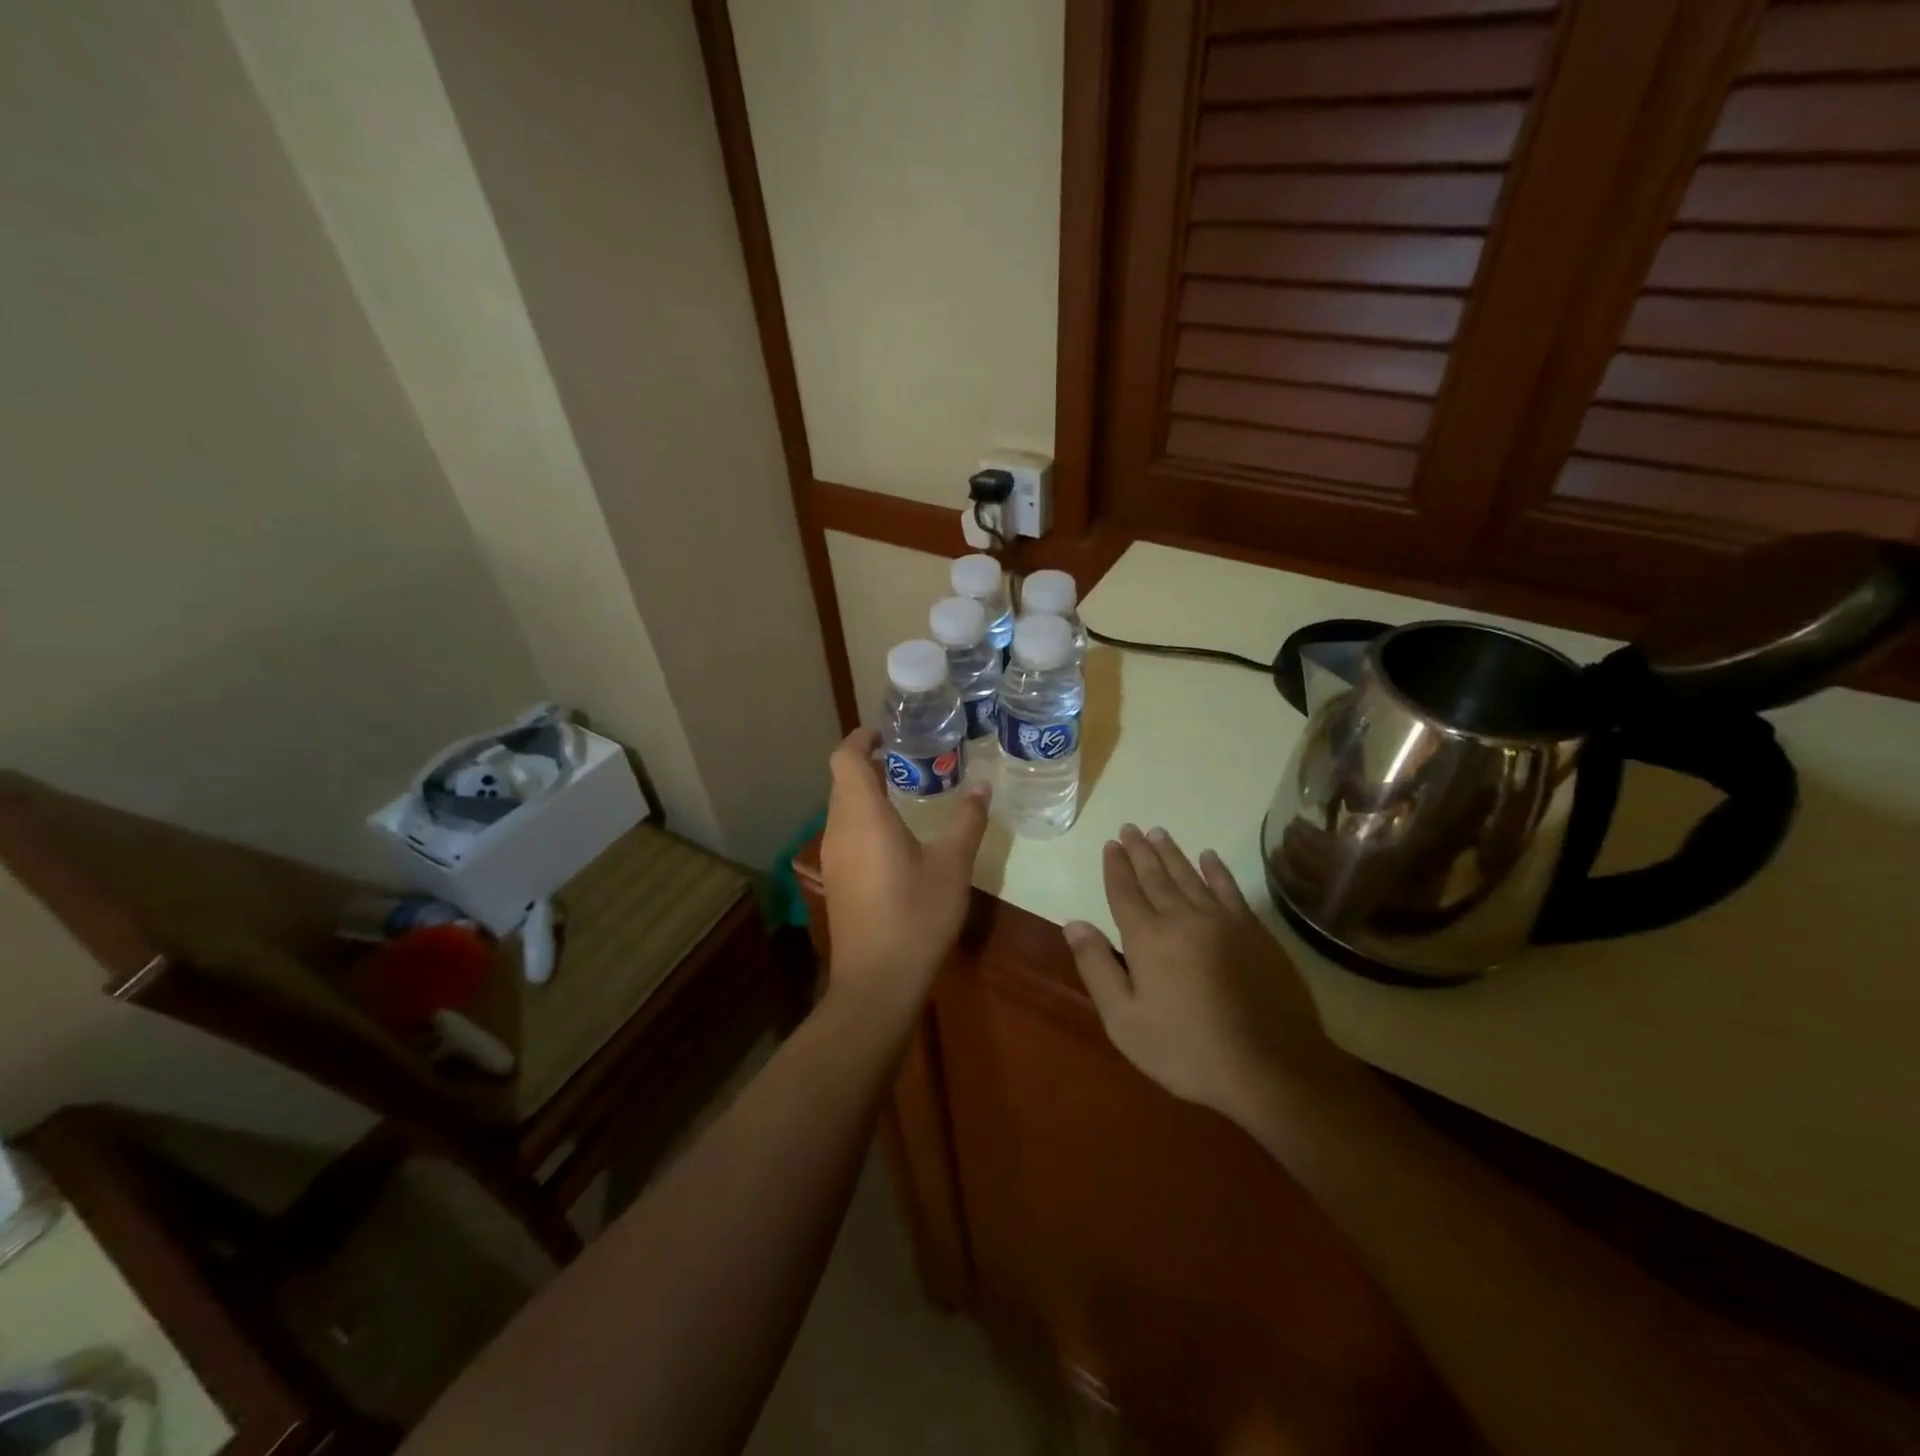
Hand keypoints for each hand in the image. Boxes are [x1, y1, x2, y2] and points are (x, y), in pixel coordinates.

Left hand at [820, 728, 990, 1012]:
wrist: (877, 982)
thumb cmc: (916, 916)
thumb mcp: (952, 865)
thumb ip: (966, 821)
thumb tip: (983, 786)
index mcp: (862, 816)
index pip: (845, 758)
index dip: (862, 737)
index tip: (891, 732)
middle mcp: (838, 829)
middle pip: (843, 780)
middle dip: (872, 763)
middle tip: (912, 758)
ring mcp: (833, 857)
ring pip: (844, 807)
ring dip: (869, 792)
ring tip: (910, 790)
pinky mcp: (837, 879)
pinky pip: (846, 832)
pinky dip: (867, 818)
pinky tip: (899, 835)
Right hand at [1063, 825, 1350, 1129]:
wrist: (1269, 1067)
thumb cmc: (1186, 1051)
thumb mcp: (1124, 1021)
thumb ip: (1097, 968)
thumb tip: (1074, 924)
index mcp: (1147, 938)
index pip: (1125, 892)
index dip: (1115, 867)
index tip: (1110, 844)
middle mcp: (1182, 917)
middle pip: (1155, 876)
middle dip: (1139, 851)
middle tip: (1129, 828)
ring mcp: (1222, 921)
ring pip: (1190, 876)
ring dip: (1171, 853)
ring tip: (1158, 833)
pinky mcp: (1254, 931)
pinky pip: (1229, 889)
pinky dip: (1217, 870)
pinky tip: (1209, 856)